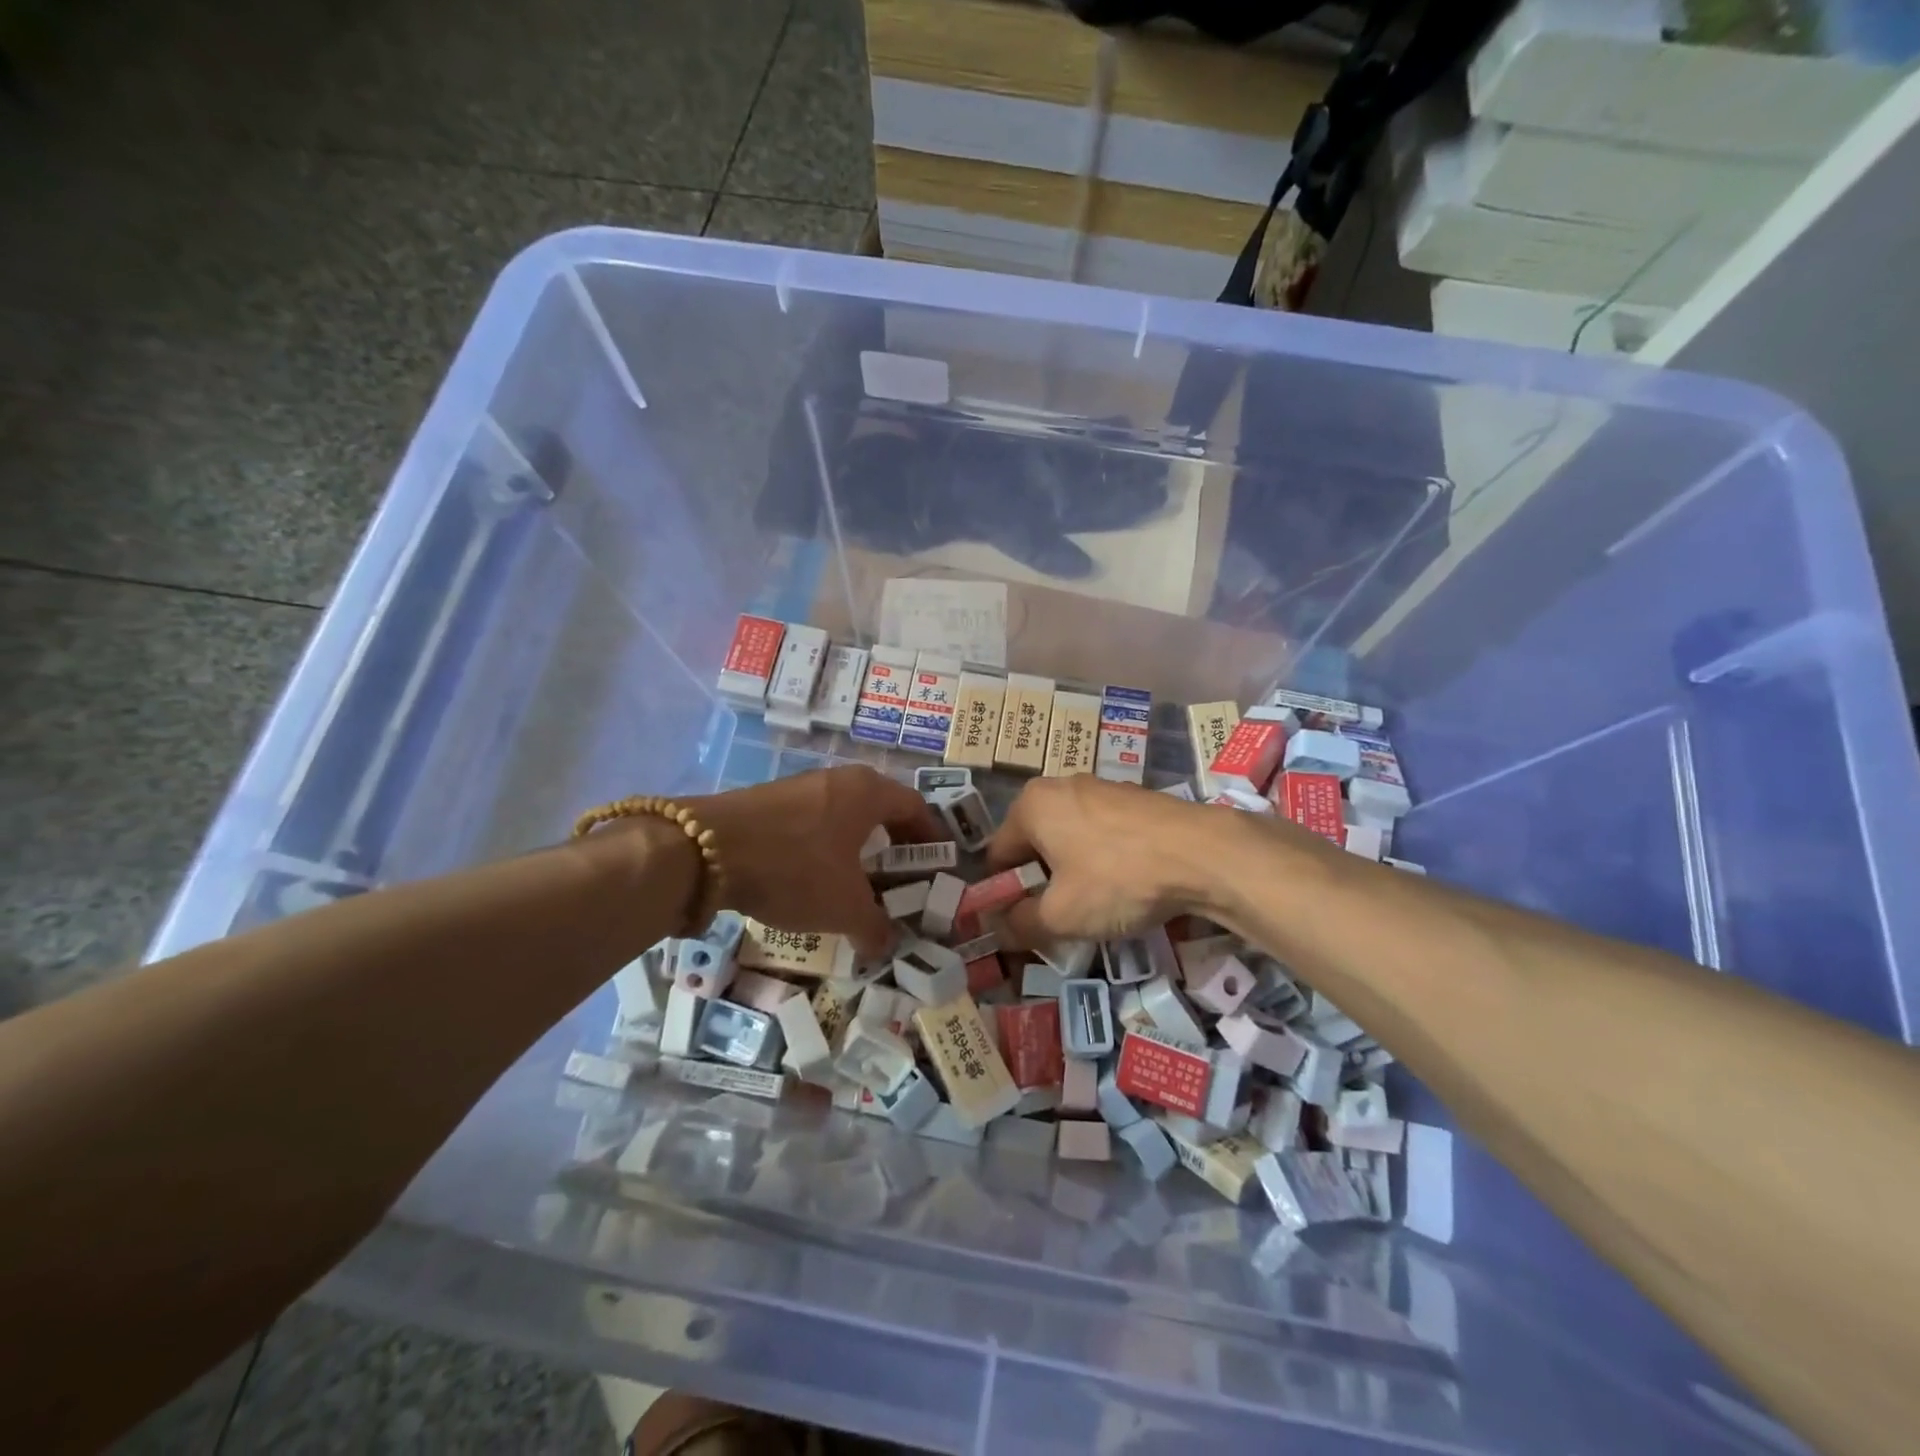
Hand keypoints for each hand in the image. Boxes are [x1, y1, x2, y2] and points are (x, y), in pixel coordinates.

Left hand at [686, 766, 942, 958]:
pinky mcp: (769, 801)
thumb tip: (886, 946)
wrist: (704, 849)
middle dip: (895, 844)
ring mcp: (801, 786)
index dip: (932, 837)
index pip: (916, 808)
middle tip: (901, 877)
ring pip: (844, 815)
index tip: (939, 864)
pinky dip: (825, 846)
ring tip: (858, 882)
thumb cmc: (794, 869)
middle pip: (881, 809)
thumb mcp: (843, 907)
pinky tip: (814, 877)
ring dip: (857, 847)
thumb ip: (874, 927)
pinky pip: (814, 821)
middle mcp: (839, 780)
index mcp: (869, 792)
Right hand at [983, 776, 1231, 947]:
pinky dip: (1103, 859)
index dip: (1003, 895)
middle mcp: (1061, 786)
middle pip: (1035, 844)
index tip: (1018, 925)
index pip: (998, 856)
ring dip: (1072, 872)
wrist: (1203, 853)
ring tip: (1095, 907)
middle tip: (1057, 920)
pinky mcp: (1135, 798)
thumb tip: (1000, 929)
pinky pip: (1102, 833)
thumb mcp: (1061, 915)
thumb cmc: (1118, 879)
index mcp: (1032, 805)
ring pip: (1070, 838)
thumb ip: (1021, 924)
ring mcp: (1101, 788)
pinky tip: (1125, 885)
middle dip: (1040, 883)